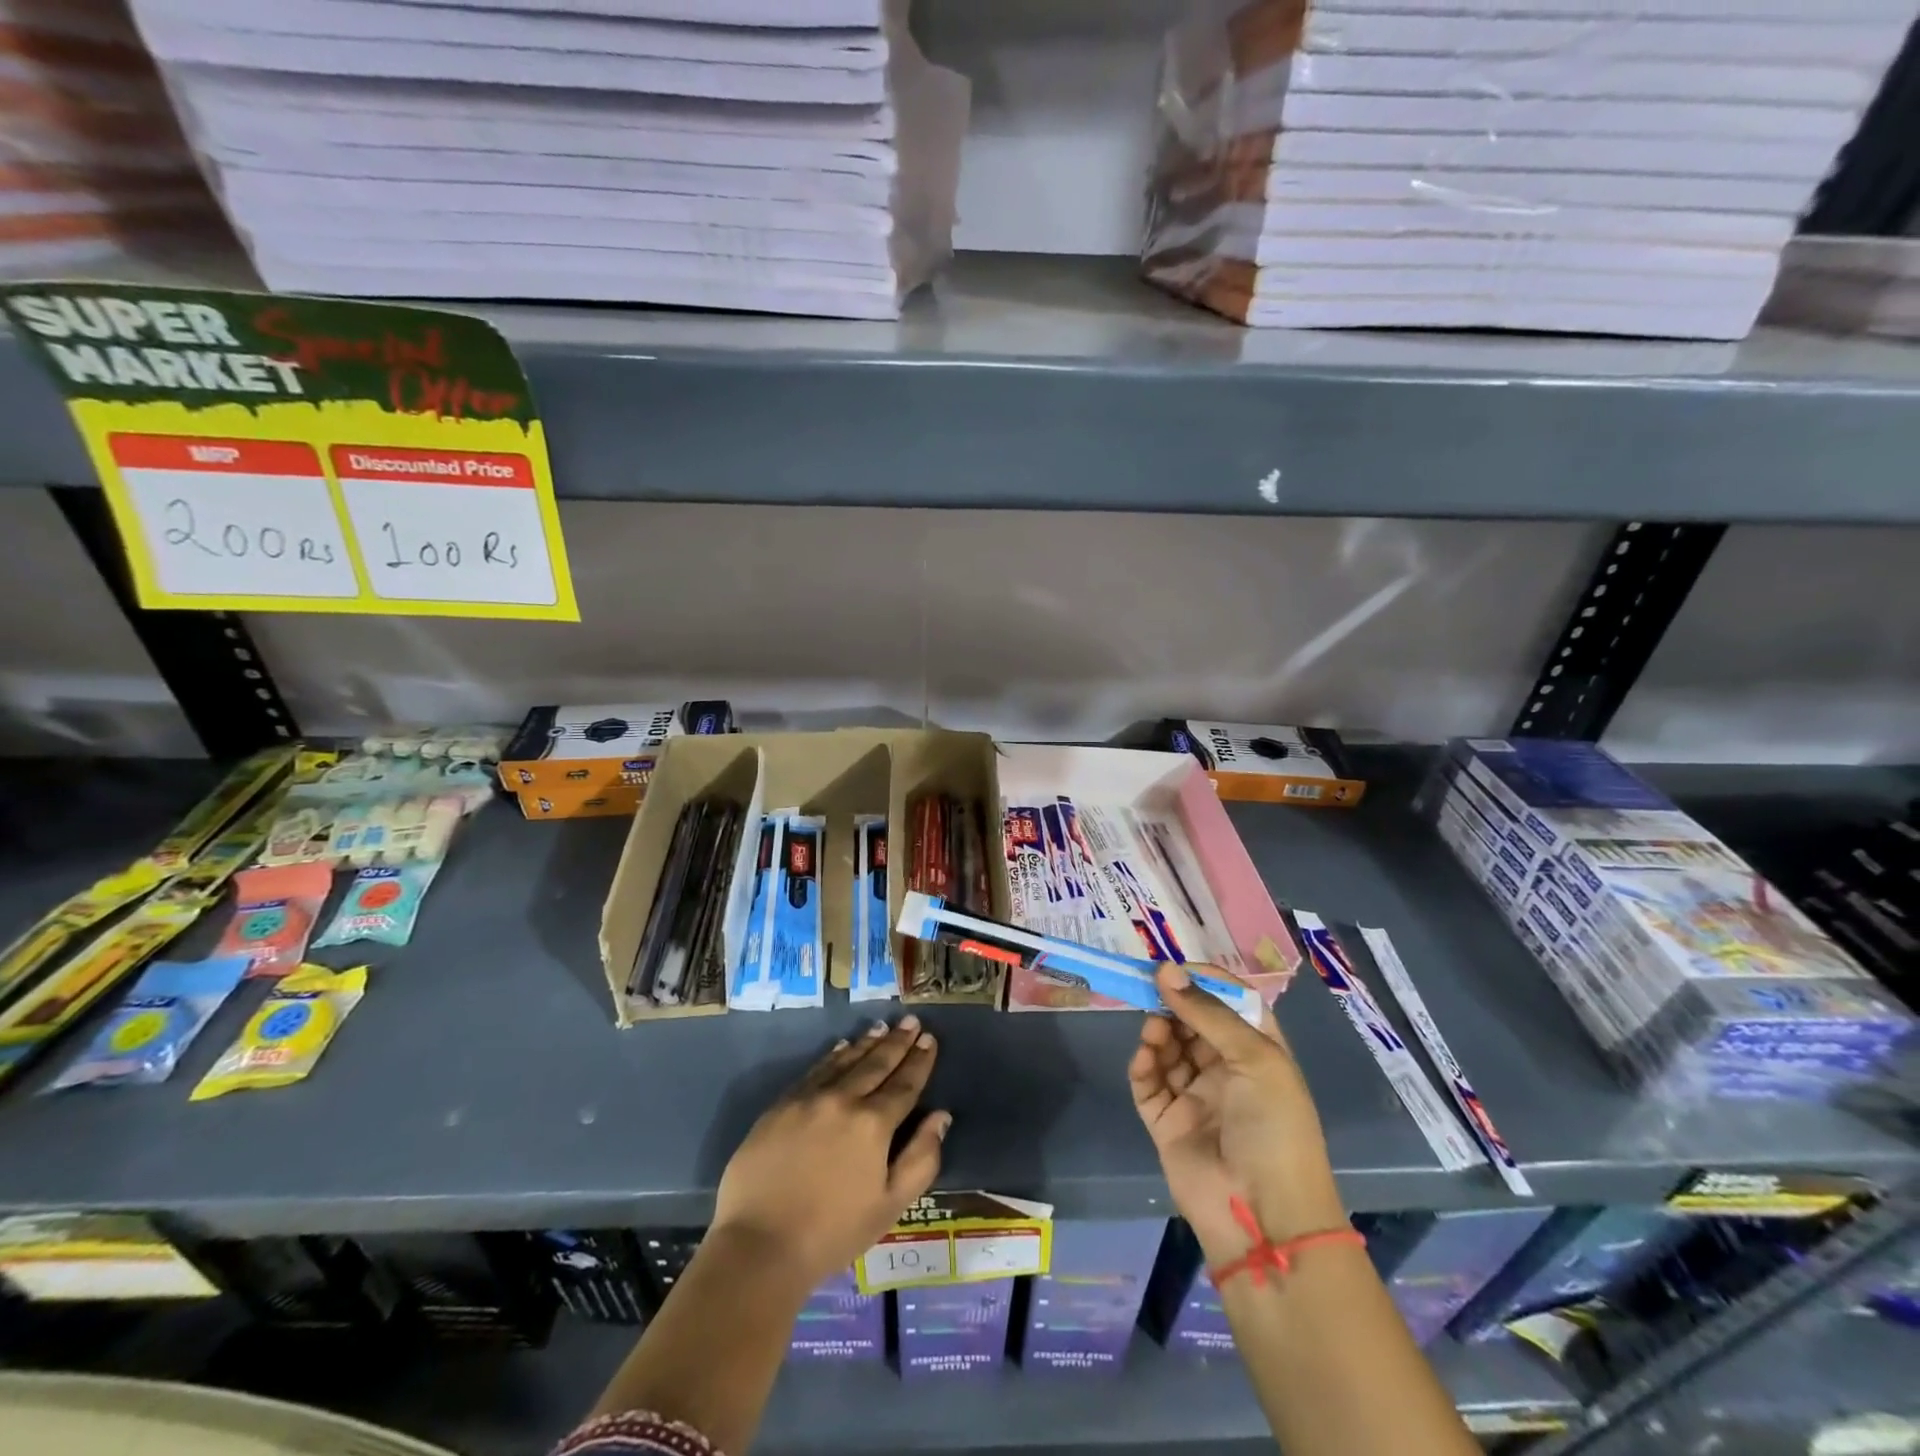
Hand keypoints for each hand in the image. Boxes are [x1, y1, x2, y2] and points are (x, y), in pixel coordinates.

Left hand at [713, 1015, 949, 1290]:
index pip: (904, 1084)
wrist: (758, 1245)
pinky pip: (814, 1071)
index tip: (929, 1039)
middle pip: (876, 1064)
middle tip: (910, 1021)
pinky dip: (833, 1056)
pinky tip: (841, 1048)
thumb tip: (941, 1116)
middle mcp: (843, 1100)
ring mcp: (808, 1099)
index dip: (920, 1061)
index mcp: (873, 1124)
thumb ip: (921, 1159)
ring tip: (882, 1027)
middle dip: (897, 1042)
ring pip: (845, 1062)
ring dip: (867, 1043)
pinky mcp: (781, 1106)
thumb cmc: (832, 1233)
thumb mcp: (890, 1206)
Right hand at [1129, 964, 1346, 1265]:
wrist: (1263, 1218)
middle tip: (1149, 986)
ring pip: (1167, 1047)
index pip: (1228, 1002)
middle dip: (1172, 1002)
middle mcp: (1226, 1069)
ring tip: (1154, 1030)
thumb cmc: (1274, 1127)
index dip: (1203, 980)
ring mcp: (1195, 1095)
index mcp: (1258, 1051)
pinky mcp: (1167, 1121)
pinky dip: (1143, 1065)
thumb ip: (1208, 1012)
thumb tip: (1166, 969)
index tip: (1174, 967)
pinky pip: (1148, 1082)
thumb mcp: (1255, 1059)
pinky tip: (1145, 1056)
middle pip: (1191, 1021)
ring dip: (1158, 1032)